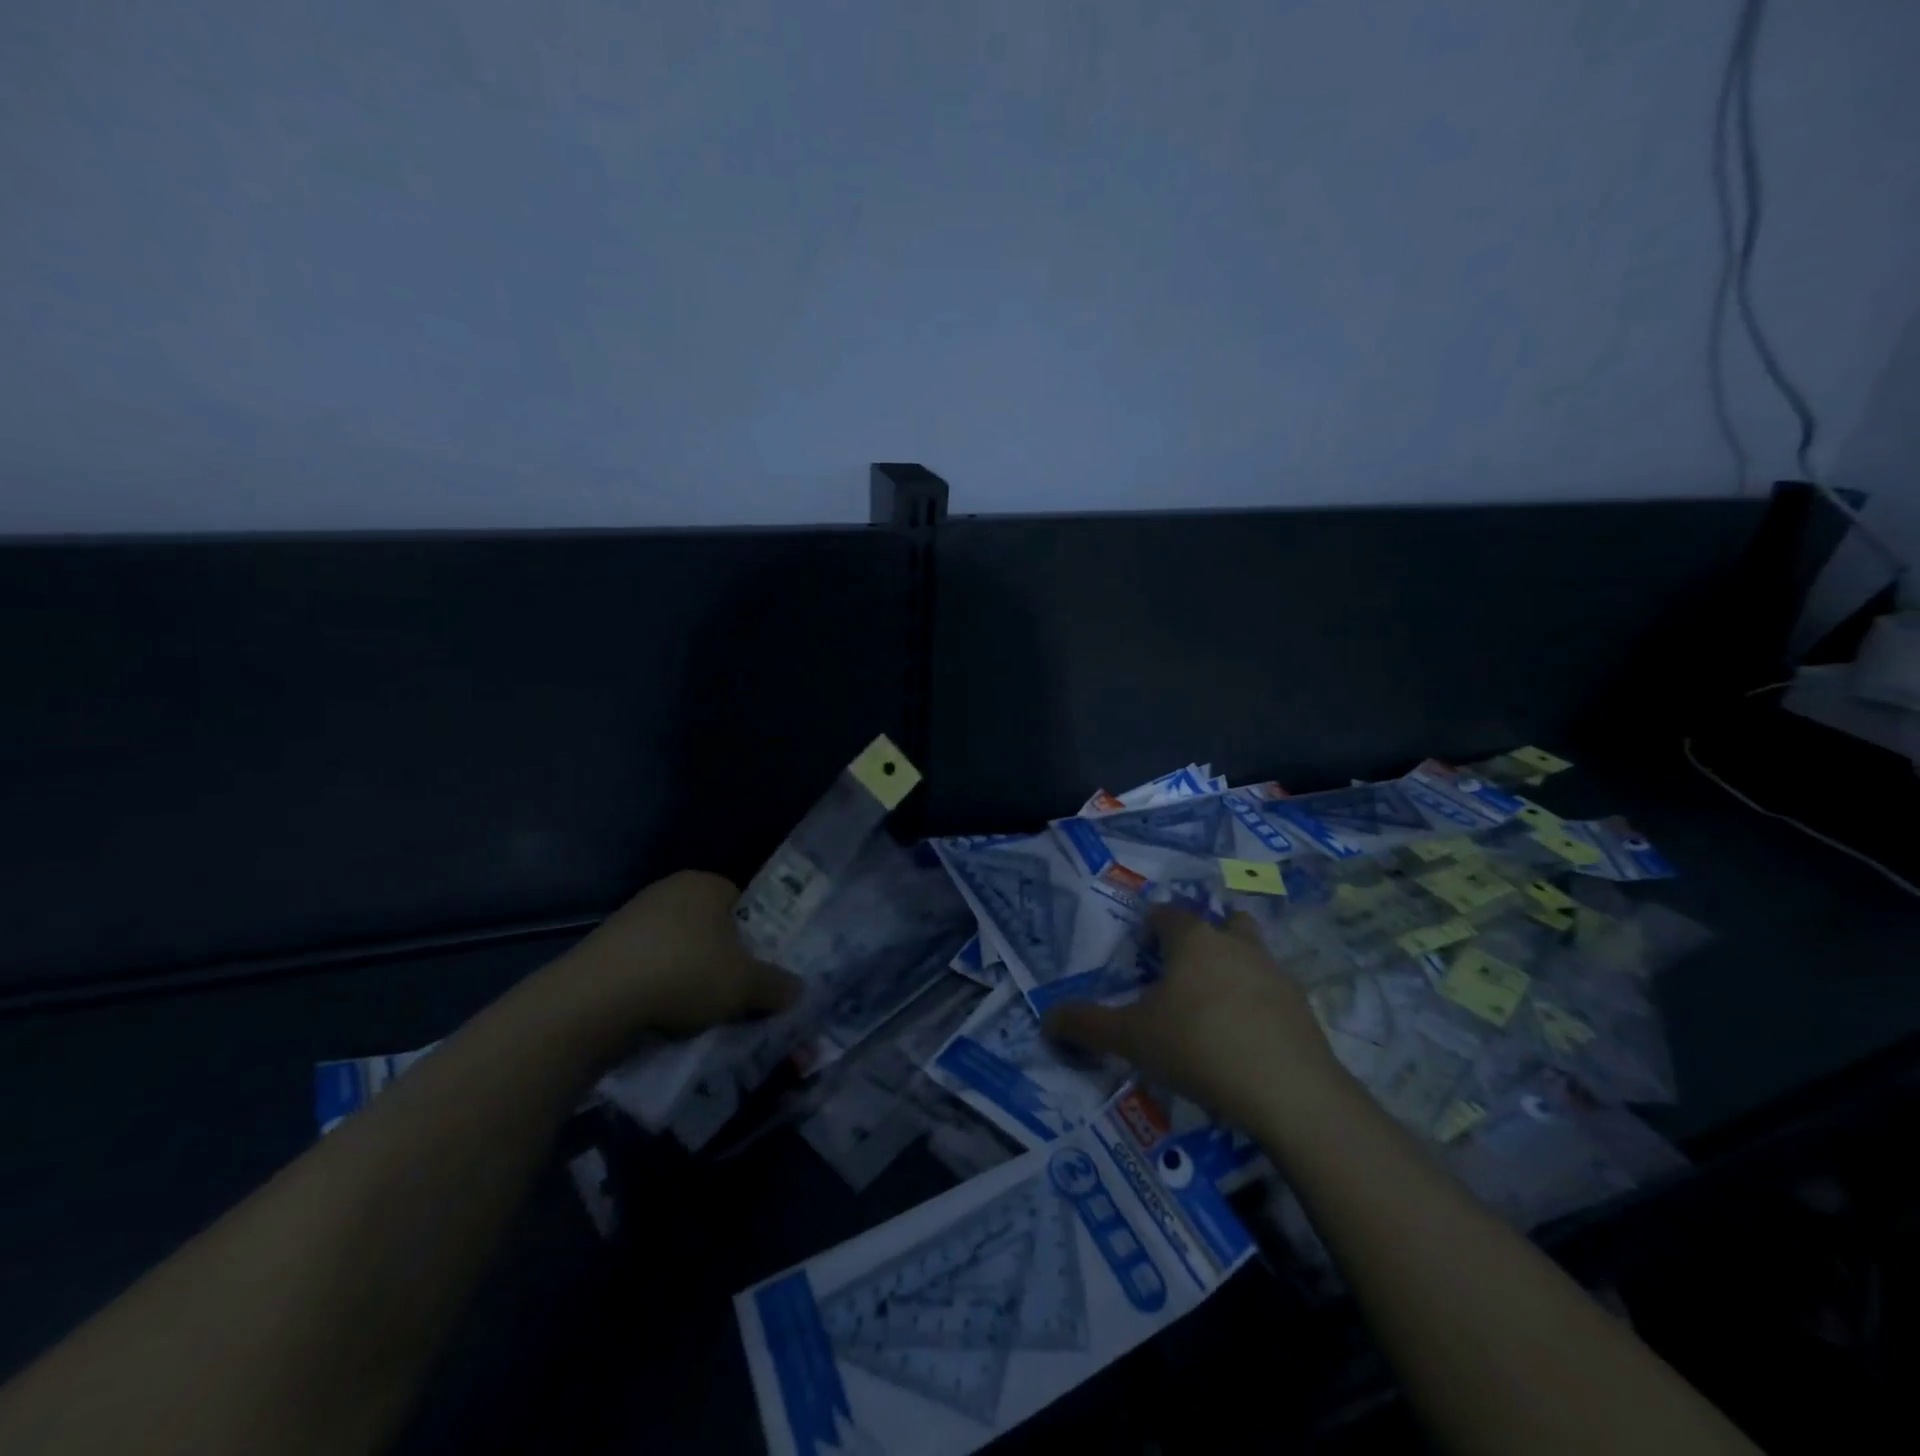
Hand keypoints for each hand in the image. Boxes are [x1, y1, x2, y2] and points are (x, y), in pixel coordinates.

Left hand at [544, 871, 799, 1040]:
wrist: (596, 1001)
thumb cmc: (686, 974)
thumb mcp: (747, 985)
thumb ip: (777, 986)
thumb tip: (797, 991)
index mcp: (706, 884)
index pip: (743, 904)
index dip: (755, 938)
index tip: (757, 971)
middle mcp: (668, 891)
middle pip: (710, 928)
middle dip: (722, 960)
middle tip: (733, 995)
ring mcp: (631, 918)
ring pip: (677, 950)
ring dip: (688, 978)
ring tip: (696, 1015)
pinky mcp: (603, 950)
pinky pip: (646, 969)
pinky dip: (656, 990)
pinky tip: (660, 1018)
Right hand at [1043, 904, 1345, 1128]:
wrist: (1289, 1091)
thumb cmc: (1198, 1047)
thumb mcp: (1130, 1039)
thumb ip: (1086, 1025)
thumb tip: (1047, 1018)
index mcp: (1193, 940)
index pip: (1167, 914)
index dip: (1150, 926)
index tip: (1141, 951)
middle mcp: (1236, 945)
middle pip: (1221, 922)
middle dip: (1202, 937)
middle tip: (1182, 972)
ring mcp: (1275, 973)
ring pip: (1251, 952)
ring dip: (1233, 965)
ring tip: (1213, 1005)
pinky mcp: (1302, 1007)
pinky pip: (1272, 991)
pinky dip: (1257, 1002)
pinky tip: (1245, 1038)